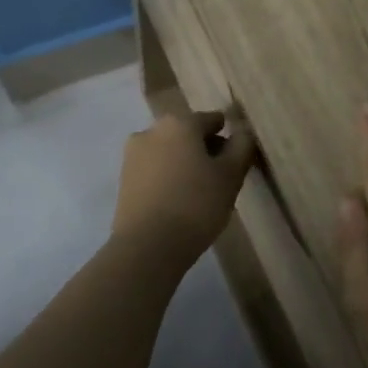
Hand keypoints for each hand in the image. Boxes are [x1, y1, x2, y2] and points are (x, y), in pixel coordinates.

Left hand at [111, 107, 256, 260]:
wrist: (147, 246)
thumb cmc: (196, 204)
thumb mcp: (231, 175)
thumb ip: (242, 146)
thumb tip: (243, 130)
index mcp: (180, 123)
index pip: (213, 120)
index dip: (229, 138)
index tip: (238, 161)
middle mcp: (152, 130)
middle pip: (188, 134)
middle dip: (206, 150)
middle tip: (222, 178)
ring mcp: (133, 155)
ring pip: (170, 152)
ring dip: (186, 164)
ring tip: (201, 193)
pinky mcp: (124, 179)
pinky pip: (155, 170)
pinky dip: (169, 178)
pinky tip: (179, 201)